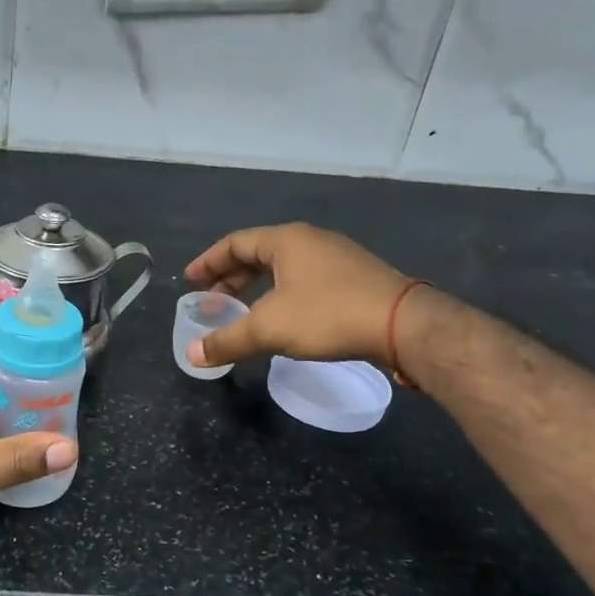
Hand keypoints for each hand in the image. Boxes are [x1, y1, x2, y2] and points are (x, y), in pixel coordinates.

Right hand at [184, 224, 413, 368]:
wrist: (404, 324)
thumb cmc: (328, 315)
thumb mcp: (269, 329)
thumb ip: (227, 340)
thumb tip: (191, 355)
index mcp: (286, 240)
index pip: (234, 243)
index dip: (208, 262)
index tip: (190, 282)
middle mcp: (310, 241)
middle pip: (258, 254)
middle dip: (230, 279)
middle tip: (211, 302)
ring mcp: (336, 257)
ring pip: (283, 268)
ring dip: (256, 288)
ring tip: (242, 312)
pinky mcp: (355, 278)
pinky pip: (304, 280)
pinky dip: (281, 295)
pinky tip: (282, 318)